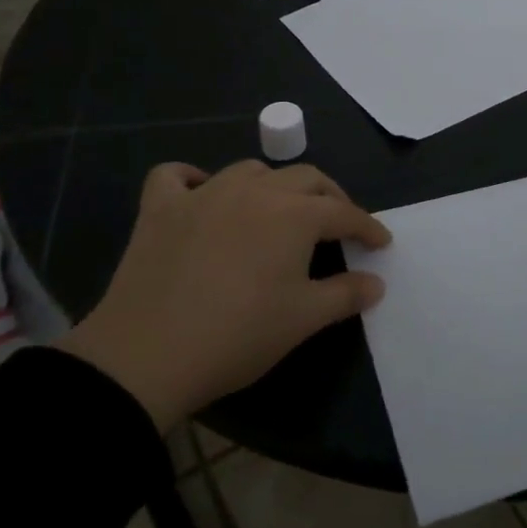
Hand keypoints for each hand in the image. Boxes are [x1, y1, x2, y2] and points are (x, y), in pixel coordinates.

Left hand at [55, 160, 390, 426]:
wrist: (145, 356)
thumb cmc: (237, 336)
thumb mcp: (302, 319)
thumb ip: (345, 295)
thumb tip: (376, 283)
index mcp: (293, 214)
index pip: (343, 212)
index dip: (367, 226)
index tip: (381, 242)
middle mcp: (254, 191)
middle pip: (305, 178)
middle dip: (329, 197)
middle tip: (338, 224)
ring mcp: (203, 194)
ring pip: (250, 171)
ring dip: (273, 185)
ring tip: (278, 211)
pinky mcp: (160, 208)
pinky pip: (177, 176)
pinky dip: (193, 179)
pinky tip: (201, 195)